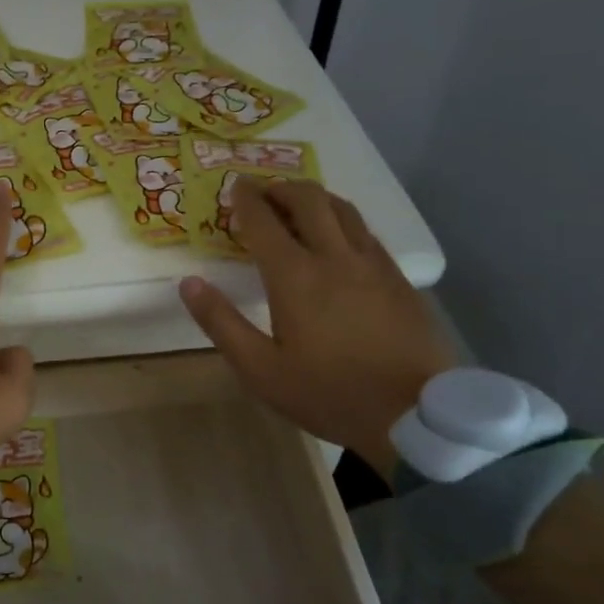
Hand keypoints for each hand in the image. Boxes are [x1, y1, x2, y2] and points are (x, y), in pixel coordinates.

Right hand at [179, 178, 453, 476]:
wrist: (414, 417)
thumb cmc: (329, 393)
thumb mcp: (261, 370)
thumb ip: (221, 323)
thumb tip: (189, 283)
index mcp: (295, 276)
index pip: (263, 220)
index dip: (246, 199)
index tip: (235, 186)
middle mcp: (334, 256)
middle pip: (308, 199)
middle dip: (281, 188)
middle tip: (264, 193)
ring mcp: (372, 263)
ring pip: (342, 208)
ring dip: (314, 198)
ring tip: (298, 206)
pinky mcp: (398, 277)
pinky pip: (365, 231)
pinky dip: (342, 220)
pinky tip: (338, 238)